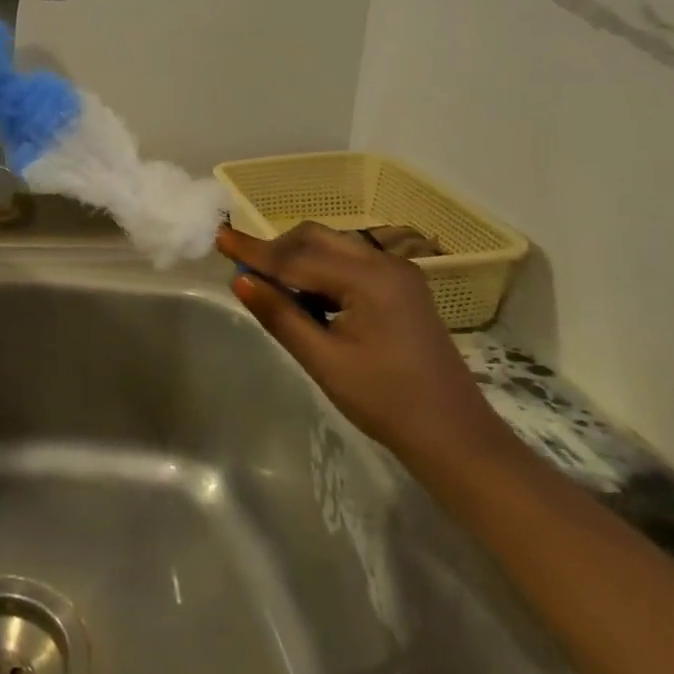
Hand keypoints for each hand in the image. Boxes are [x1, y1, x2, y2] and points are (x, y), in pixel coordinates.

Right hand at [217, 222, 518, 474]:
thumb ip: (280, 315)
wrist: (454, 436)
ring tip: (274, 291)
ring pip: (333, 247)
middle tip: (247, 274)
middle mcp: (385, 263)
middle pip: (316, 238)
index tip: (219, 237)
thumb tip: (239, 280)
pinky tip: (309, 299)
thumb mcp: (323, 360)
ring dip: (299, 260)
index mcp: (369, 279)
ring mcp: (398, 273)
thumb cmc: (386, 402)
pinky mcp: (402, 288)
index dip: (253, 250)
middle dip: (277, 251)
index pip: (296, 258)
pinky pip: (350, 263)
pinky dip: (321, 271)